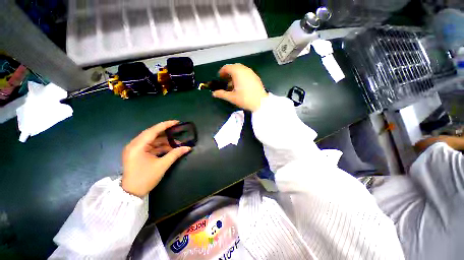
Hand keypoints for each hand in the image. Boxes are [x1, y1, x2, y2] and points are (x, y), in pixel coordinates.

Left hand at [121, 120, 190, 196]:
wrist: (131, 193)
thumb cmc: (145, 178)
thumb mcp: (162, 165)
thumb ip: (175, 154)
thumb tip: (188, 148)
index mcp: (137, 146)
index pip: (153, 131)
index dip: (166, 125)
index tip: (177, 122)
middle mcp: (134, 144)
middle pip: (152, 134)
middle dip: (166, 133)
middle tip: (178, 130)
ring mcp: (135, 149)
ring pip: (152, 140)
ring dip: (164, 141)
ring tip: (177, 143)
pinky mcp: (137, 154)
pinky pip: (150, 146)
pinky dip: (160, 147)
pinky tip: (170, 148)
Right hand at [213, 64, 267, 111]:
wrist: (261, 102)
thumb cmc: (245, 99)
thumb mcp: (232, 97)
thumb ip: (221, 94)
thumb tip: (214, 93)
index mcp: (237, 72)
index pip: (227, 67)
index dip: (222, 72)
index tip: (220, 78)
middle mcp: (244, 69)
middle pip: (234, 67)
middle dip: (229, 73)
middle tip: (226, 81)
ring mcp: (251, 72)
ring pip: (241, 69)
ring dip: (235, 74)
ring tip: (233, 85)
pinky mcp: (256, 76)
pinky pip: (246, 73)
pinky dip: (242, 76)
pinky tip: (242, 85)